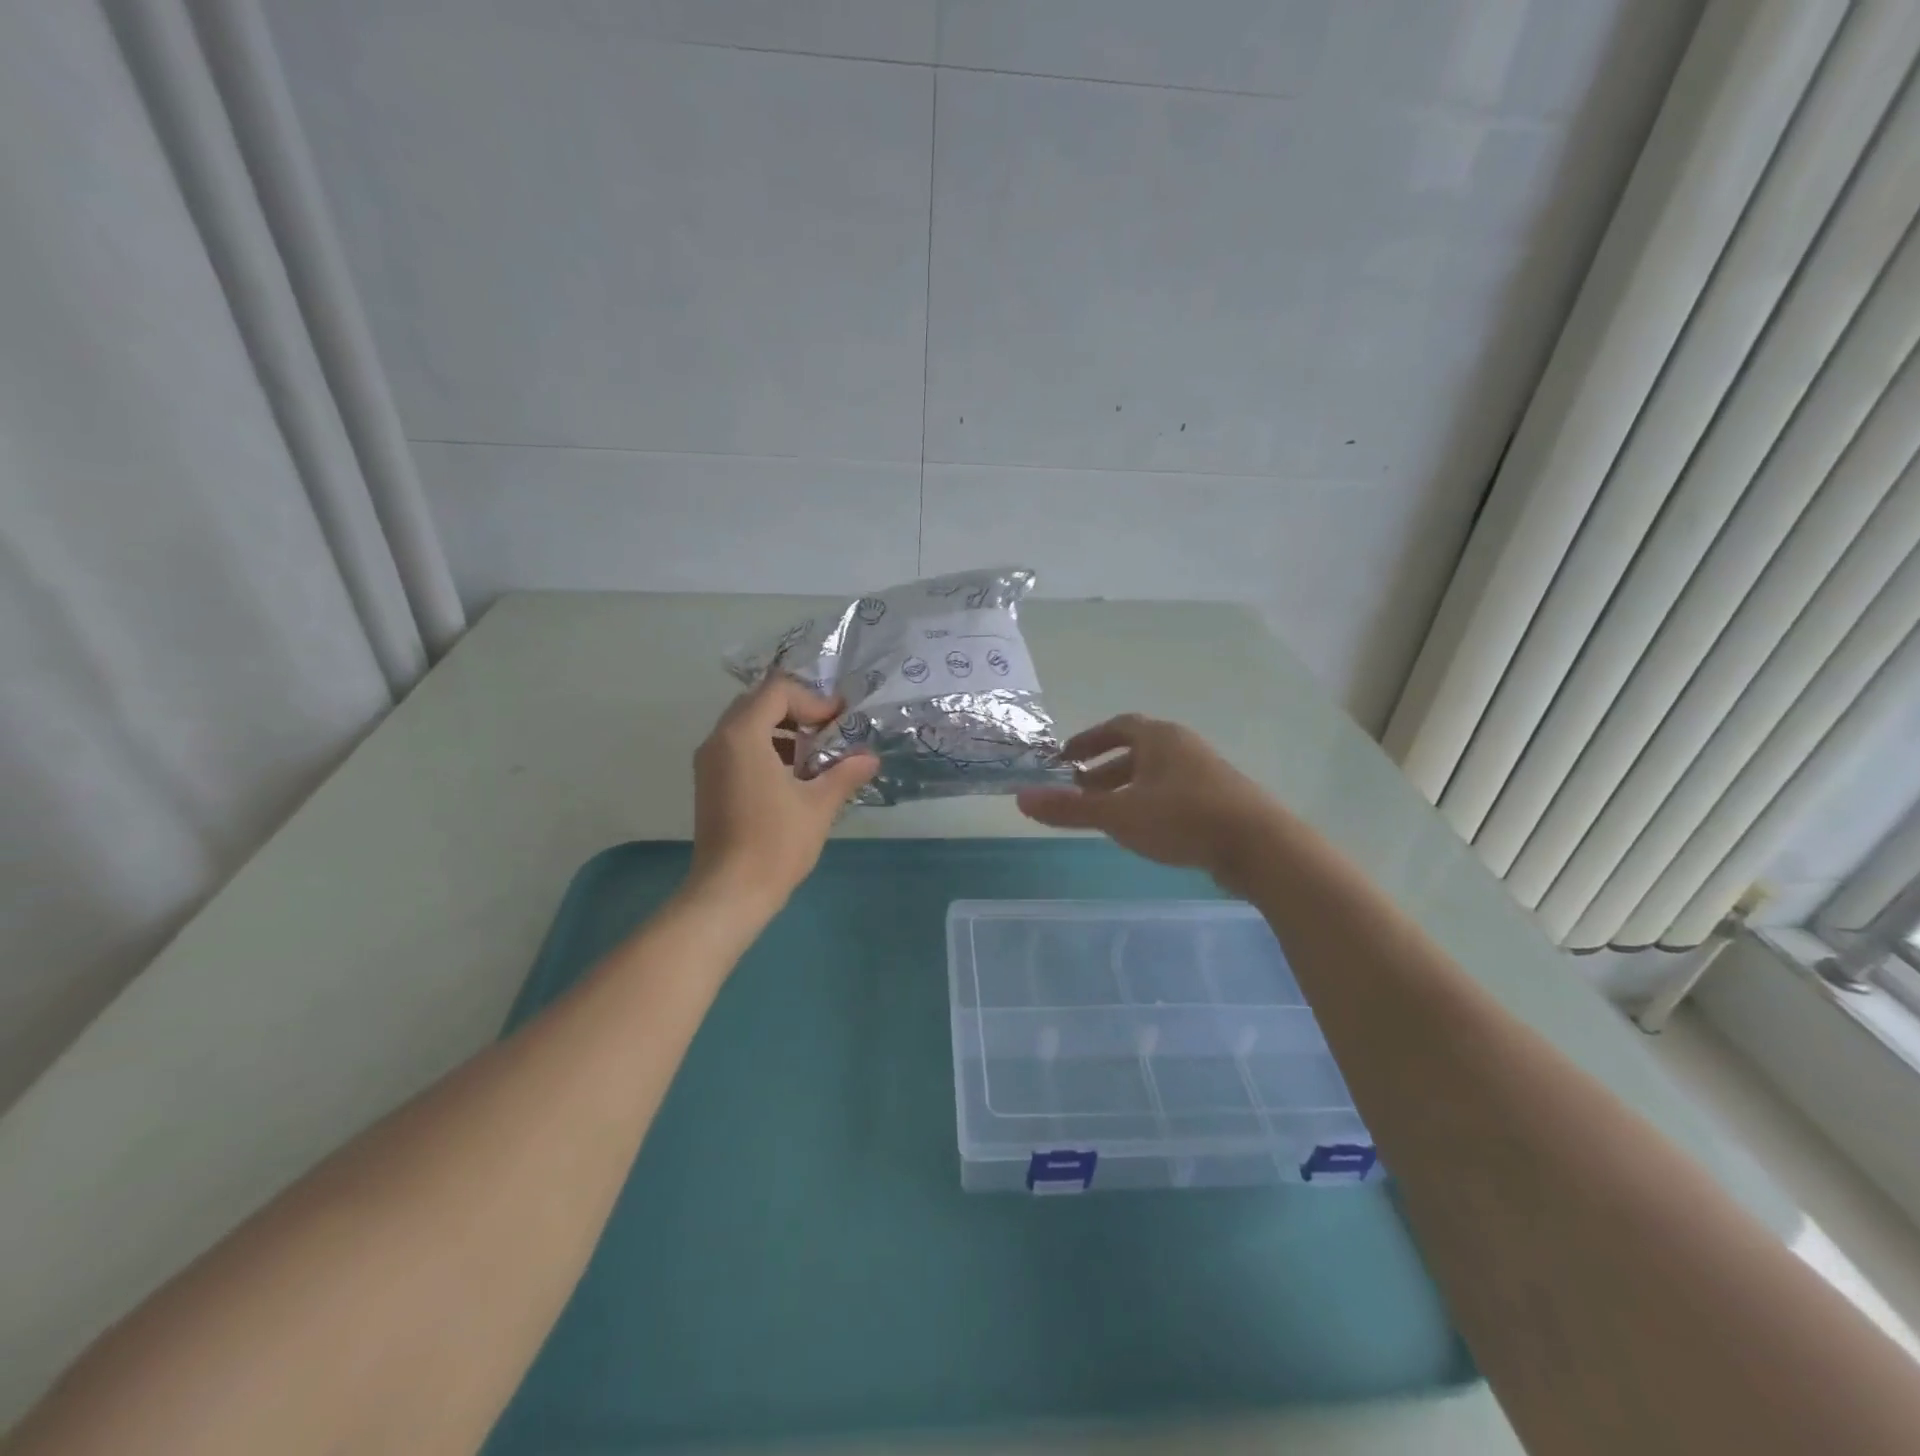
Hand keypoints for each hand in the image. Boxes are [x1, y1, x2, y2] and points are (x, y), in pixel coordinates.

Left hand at [689, 674, 877, 914]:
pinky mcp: (708, 783)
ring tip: (813, 756)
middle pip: (759, 702)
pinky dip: (765, 748)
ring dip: (781, 730)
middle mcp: (718, 740)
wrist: (730, 892)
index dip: (813, 700)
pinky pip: (737, 747)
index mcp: (742, 735)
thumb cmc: (776, 843)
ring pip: (746, 725)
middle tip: (828, 732)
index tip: (839, 722)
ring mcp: (709, 762)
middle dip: (797, 711)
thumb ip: (845, 773)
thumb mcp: (819, 804)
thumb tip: (870, 758)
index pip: (777, 691)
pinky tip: (792, 777)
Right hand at [1016, 714, 1280, 891]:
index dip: (1088, 740)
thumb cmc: (1183, 818)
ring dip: (1127, 789)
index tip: (1065, 759)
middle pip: (1136, 751)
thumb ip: (1070, 809)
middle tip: (1079, 791)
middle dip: (1104, 771)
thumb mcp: (1118, 815)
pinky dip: (1150, 804)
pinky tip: (1144, 831)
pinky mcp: (1220, 800)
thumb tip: (1021, 799)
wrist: (1260, 846)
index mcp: (1159, 738)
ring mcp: (1206, 773)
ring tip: (1106, 815)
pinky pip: (1174, 793)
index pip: (1117, 726)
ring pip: (1156, 775)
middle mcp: (1183, 747)